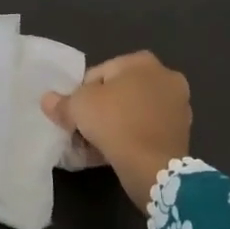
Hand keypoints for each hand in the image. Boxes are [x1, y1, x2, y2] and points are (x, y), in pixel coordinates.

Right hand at [41, 51, 191, 211]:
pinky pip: (147, 130)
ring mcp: (178, 105)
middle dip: (101, 109)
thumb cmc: (115, 123)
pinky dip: (132, 137)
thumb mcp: (77, 108)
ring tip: (97, 145)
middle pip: (119, 92)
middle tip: (83, 130)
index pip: (99, 73)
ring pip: (134, 112)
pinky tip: (115, 153)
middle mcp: (165, 76)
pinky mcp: (182, 132)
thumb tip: (48, 100)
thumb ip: (61, 102)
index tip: (73, 114)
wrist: (153, 166)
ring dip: (116, 124)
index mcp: (142, 61)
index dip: (81, 94)